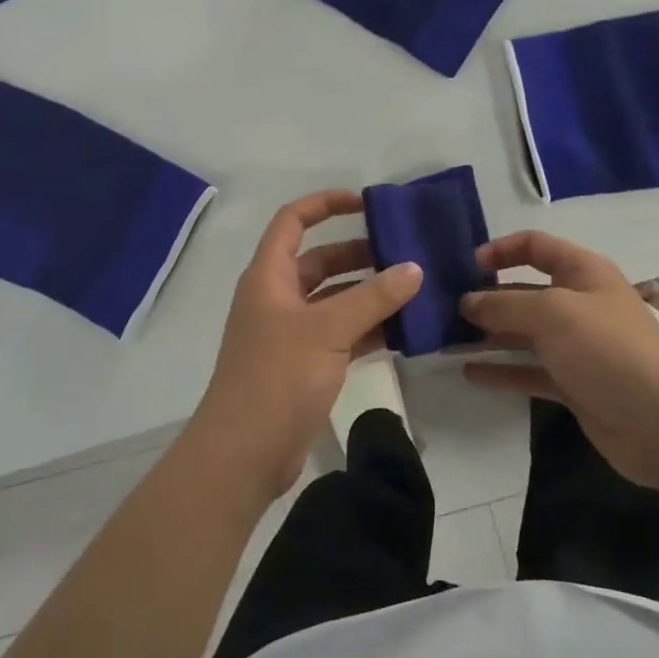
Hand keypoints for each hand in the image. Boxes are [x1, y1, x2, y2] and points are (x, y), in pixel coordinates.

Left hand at [191, 191, 422, 502]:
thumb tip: (414, 268)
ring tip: (415, 288)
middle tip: (406, 253)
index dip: (326, 204)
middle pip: (320, 260)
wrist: (244, 454)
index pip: (293, 221)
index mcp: (269, 276)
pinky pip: (341, 333)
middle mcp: (277, 298)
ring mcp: (291, 333)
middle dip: (360, 253)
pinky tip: (404, 329)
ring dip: (369, 293)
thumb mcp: (328, 330)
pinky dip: (368, 328)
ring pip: (334, 299)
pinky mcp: (305, 364)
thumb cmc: (277, 378)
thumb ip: (373, 297)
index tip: (367, 204)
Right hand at [461, 231, 658, 487]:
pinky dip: (501, 371)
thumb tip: (466, 302)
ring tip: (446, 341)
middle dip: (486, 298)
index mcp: (582, 272)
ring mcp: (575, 346)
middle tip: (444, 309)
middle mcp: (577, 304)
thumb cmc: (608, 349)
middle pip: (523, 291)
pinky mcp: (571, 384)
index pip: (535, 246)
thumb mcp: (553, 313)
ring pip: (522, 334)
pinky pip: (528, 370)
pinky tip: (469, 373)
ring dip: (487, 336)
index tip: (466, 266)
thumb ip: (504, 305)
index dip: (501, 250)